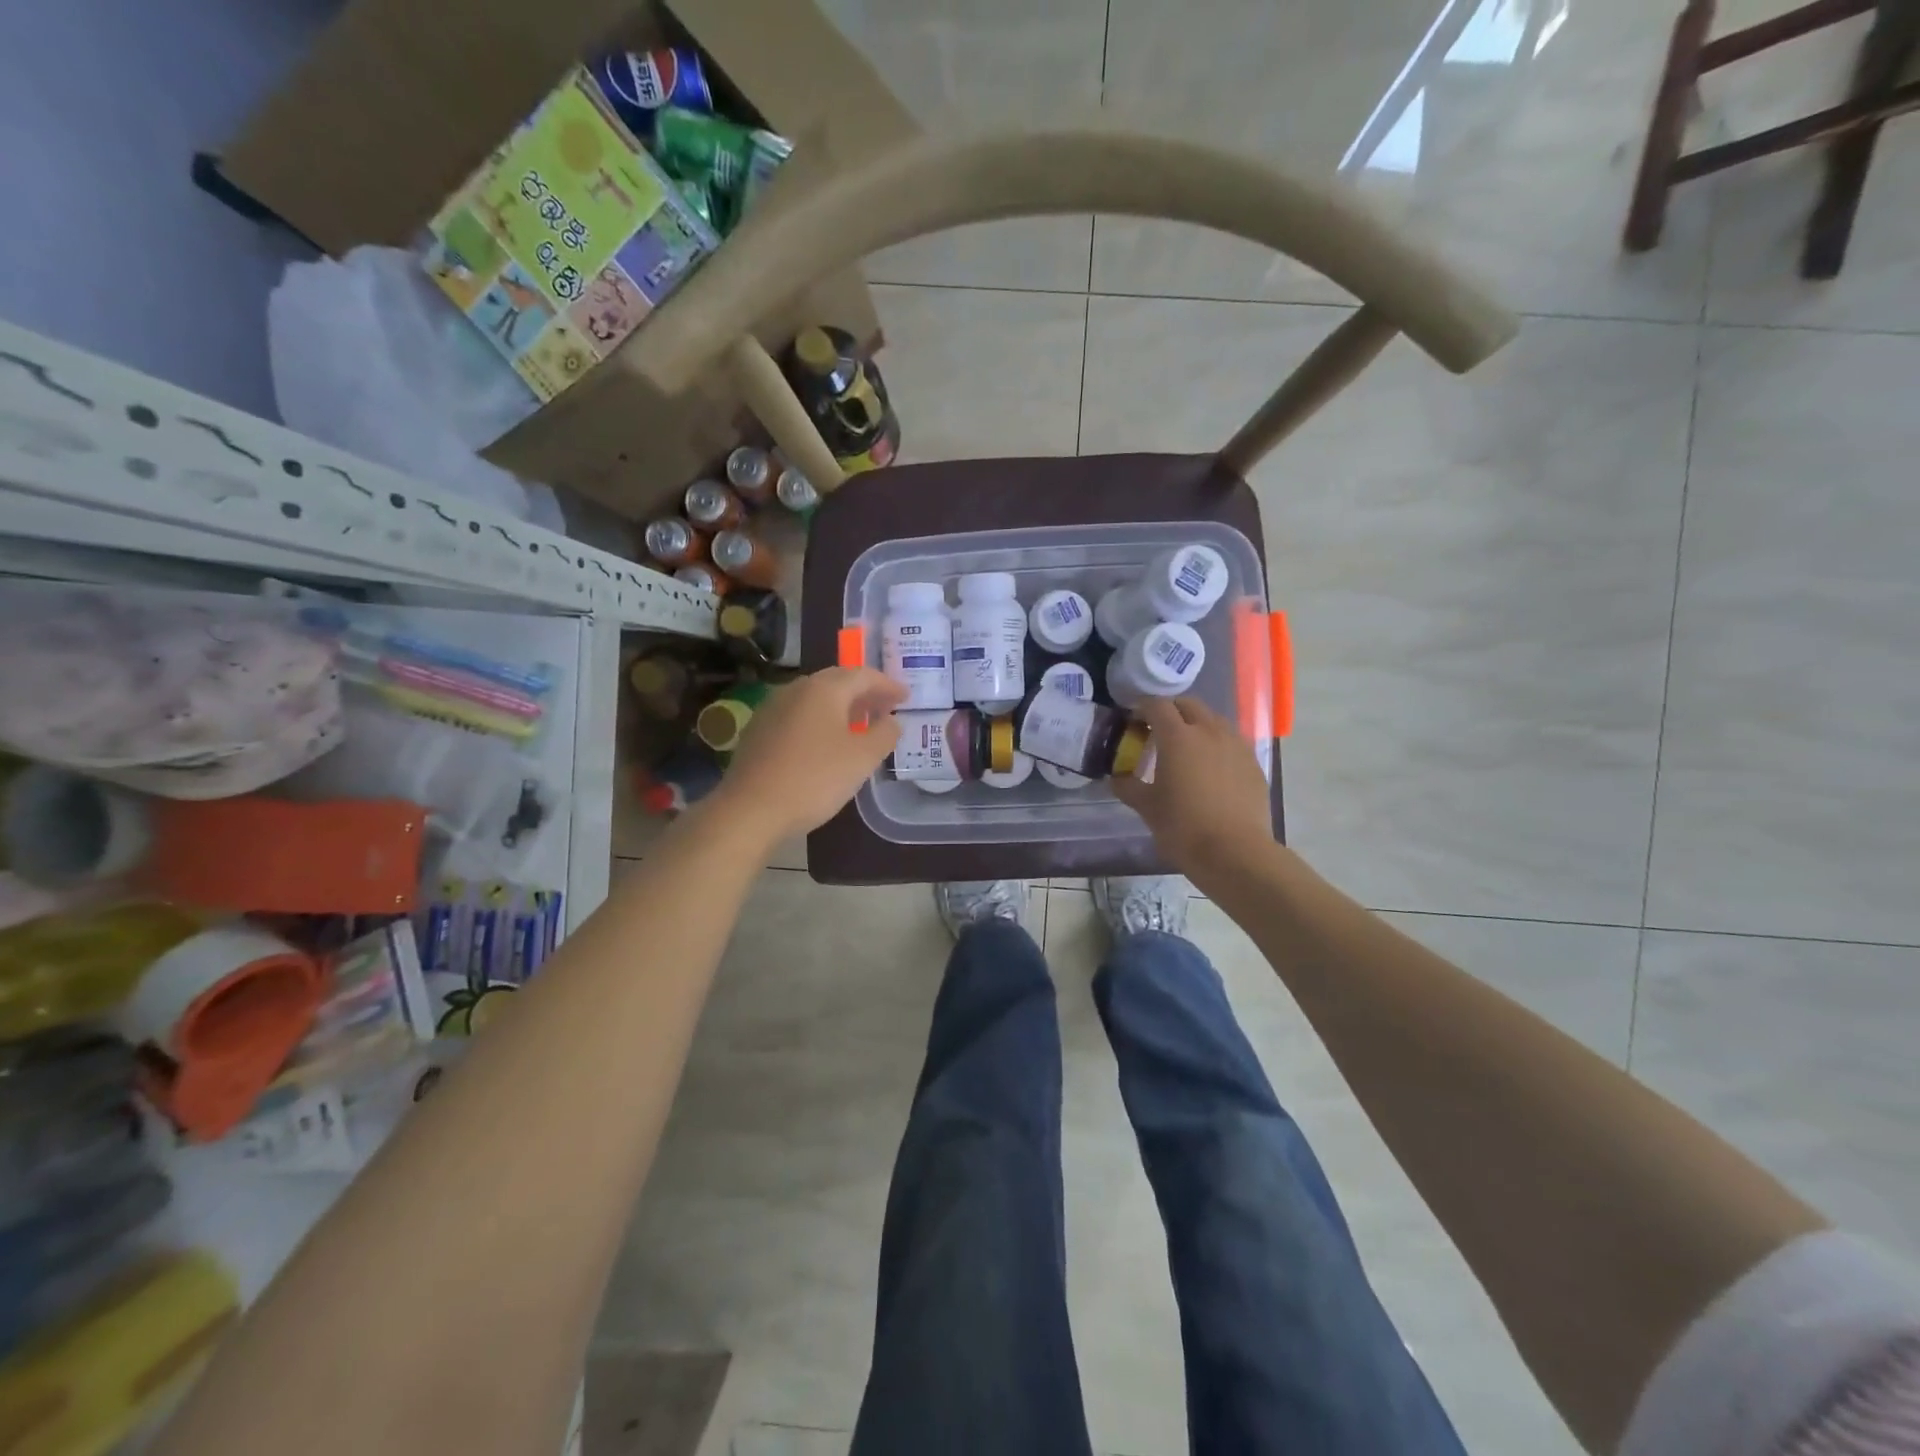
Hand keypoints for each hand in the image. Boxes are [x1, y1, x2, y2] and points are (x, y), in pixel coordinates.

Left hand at [706, 667, 906, 843]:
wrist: (751, 809)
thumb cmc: (815, 779)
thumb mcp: (862, 758)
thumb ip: (884, 734)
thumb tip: (891, 720)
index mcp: (824, 689)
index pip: (863, 675)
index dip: (888, 685)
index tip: (906, 697)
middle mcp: (796, 689)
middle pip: (837, 681)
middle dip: (864, 693)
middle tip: (885, 708)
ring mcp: (772, 708)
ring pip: (815, 698)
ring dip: (841, 707)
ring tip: (859, 726)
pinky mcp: (758, 730)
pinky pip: (798, 715)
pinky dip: (820, 721)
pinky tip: (826, 743)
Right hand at [1111, 696, 1274, 890]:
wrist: (1235, 852)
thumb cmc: (1183, 827)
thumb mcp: (1147, 807)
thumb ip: (1128, 786)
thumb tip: (1117, 777)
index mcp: (1177, 737)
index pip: (1156, 705)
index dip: (1141, 708)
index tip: (1132, 720)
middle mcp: (1209, 731)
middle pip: (1188, 705)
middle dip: (1170, 711)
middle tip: (1157, 731)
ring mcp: (1235, 745)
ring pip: (1213, 720)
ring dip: (1196, 724)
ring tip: (1186, 748)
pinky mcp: (1253, 763)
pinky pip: (1231, 742)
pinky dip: (1216, 745)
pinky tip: (1211, 769)